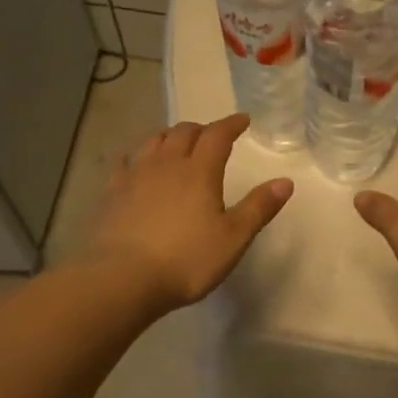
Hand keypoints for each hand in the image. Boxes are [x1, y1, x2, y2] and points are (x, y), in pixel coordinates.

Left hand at [84, 114, 291, 312]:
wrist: (123, 278)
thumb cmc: (186, 259)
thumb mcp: (233, 238)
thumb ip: (258, 208)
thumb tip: (285, 181)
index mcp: (199, 171)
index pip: (217, 136)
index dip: (231, 124)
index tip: (243, 120)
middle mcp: (166, 164)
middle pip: (183, 133)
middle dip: (201, 129)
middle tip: (211, 135)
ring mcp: (135, 176)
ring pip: (153, 141)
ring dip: (169, 136)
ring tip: (176, 142)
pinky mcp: (112, 193)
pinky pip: (125, 163)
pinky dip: (136, 156)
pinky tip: (135, 163)